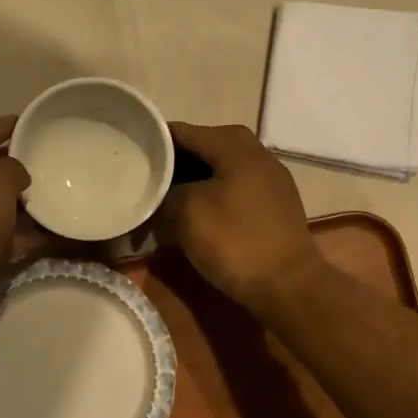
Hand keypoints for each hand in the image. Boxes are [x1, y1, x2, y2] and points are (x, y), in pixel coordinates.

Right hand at [158, 122, 326, 314]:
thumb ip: (167, 190)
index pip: (182, 132)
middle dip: (173, 164)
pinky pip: (233, 189)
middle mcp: (256, 153)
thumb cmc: (234, 241)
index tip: (129, 155)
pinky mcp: (273, 205)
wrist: (288, 285)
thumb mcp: (187, 211)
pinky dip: (211, 196)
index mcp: (234, 145)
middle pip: (202, 148)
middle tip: (145, 180)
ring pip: (219, 169)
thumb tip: (163, 192)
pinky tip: (194, 215)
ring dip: (191, 182)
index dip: (154, 142)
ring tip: (164, 200)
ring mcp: (269, 179)